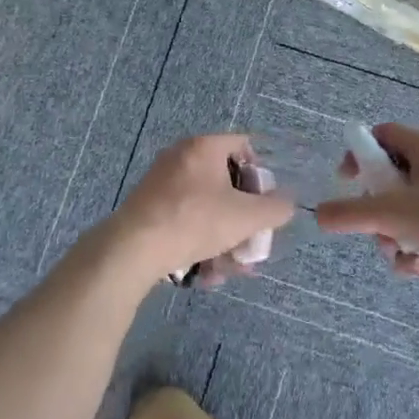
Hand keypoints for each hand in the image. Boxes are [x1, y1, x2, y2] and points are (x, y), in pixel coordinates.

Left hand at [101, 135, 295, 286]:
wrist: (133, 248)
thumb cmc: (195, 221)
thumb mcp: (246, 217)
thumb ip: (275, 208)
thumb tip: (285, 204)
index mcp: (203, 147)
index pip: (243, 145)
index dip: (261, 172)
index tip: (265, 201)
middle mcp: (181, 157)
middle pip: (225, 182)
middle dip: (243, 218)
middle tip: (251, 242)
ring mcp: (161, 182)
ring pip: (206, 208)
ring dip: (224, 238)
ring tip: (230, 269)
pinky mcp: (148, 208)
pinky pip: (185, 220)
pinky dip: (199, 242)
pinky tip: (206, 273)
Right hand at [316, 123, 418, 311]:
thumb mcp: (391, 214)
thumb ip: (349, 213)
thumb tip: (319, 215)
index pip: (386, 135)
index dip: (361, 151)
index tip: (346, 178)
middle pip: (391, 179)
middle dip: (375, 207)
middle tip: (373, 222)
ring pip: (403, 214)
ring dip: (390, 236)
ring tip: (397, 251)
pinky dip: (412, 254)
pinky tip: (417, 268)